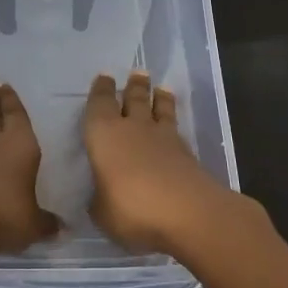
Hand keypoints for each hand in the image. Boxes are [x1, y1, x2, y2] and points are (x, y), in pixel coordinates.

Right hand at [84, 71, 241, 255]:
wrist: (189, 213)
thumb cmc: (131, 208)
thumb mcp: (101, 212)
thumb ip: (99, 200)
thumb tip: (102, 196)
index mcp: (104, 134)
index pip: (99, 103)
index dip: (100, 90)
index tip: (104, 77)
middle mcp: (133, 128)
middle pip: (134, 98)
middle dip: (134, 85)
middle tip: (138, 73)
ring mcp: (164, 138)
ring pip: (160, 109)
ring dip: (159, 98)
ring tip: (161, 88)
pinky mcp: (187, 153)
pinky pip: (176, 130)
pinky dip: (172, 124)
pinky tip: (172, 127)